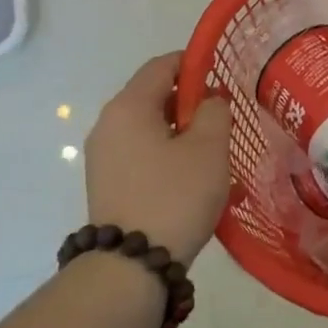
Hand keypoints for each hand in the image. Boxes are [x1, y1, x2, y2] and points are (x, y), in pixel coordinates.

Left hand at [84, 53, 233, 263]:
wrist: (132, 264)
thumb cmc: (175, 196)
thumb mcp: (209, 148)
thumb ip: (214, 111)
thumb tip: (209, 100)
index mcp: (129, 106)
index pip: (161, 65)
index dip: (194, 63)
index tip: (223, 76)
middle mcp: (108, 124)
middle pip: (152, 95)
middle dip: (189, 101)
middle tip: (223, 120)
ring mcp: (103, 156)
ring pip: (148, 127)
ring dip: (180, 130)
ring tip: (212, 152)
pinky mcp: (107, 182)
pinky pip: (140, 152)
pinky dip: (166, 153)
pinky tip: (191, 176)